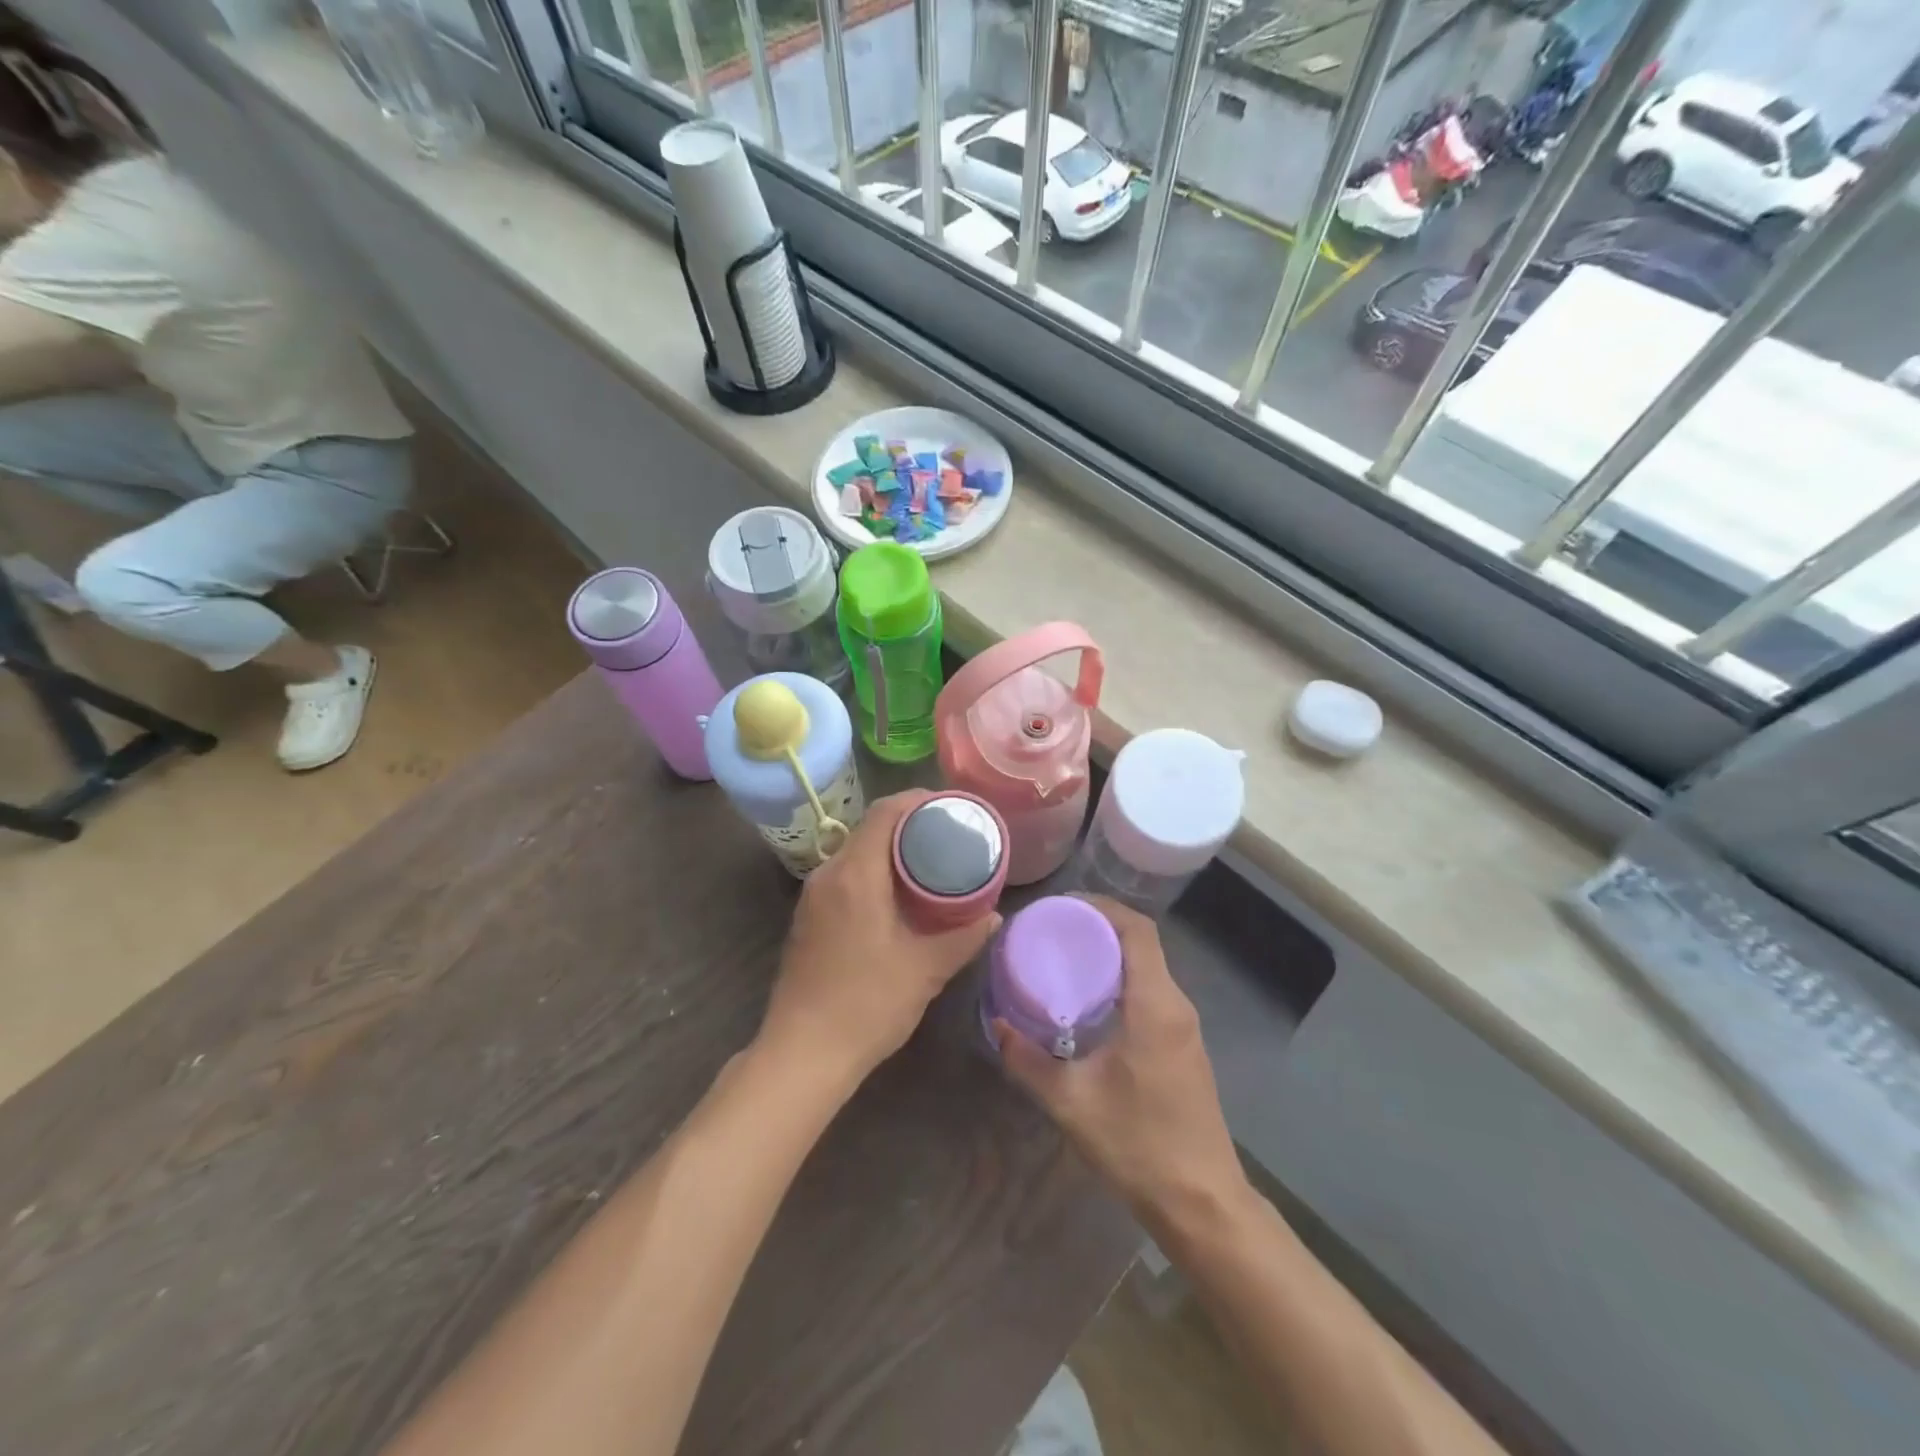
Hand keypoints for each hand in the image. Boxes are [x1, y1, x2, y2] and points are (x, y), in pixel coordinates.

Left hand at [759, 790, 1000, 1089]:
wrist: (802, 1054)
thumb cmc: (867, 1005)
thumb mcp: (926, 970)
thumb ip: (964, 936)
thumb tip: (995, 914)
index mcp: (855, 874)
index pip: (885, 812)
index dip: (918, 801)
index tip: (952, 807)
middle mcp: (829, 874)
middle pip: (870, 828)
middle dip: (910, 825)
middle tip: (951, 836)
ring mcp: (813, 897)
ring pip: (856, 853)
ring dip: (891, 850)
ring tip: (931, 863)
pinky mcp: (809, 918)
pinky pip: (846, 876)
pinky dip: (874, 872)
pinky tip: (899, 896)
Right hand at [996, 898, 1242, 1221]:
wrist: (1202, 1204)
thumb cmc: (1138, 1144)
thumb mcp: (1070, 1101)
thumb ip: (1028, 1059)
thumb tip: (998, 1025)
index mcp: (1155, 1005)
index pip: (1137, 930)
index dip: (1102, 908)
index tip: (1062, 906)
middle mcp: (1176, 1005)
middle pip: (1142, 944)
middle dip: (1099, 928)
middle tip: (1052, 932)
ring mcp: (1185, 1028)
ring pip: (1148, 969)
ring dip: (1110, 955)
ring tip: (1063, 960)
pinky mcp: (1183, 1048)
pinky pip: (1151, 993)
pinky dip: (1121, 982)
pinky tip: (1089, 1004)